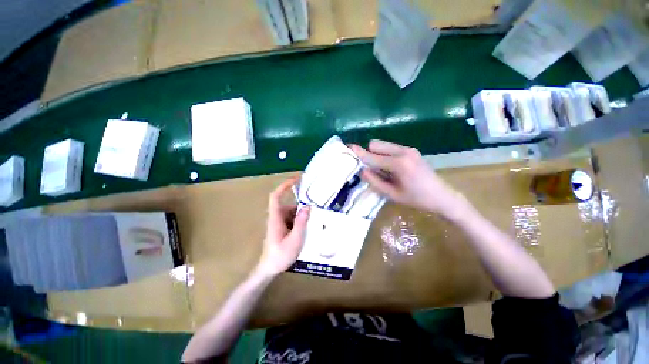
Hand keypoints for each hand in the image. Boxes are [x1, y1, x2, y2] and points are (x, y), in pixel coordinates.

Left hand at [257, 177, 310, 276]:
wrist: (269, 268)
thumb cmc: (280, 255)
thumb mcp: (294, 239)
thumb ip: (301, 223)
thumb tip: (308, 206)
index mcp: (276, 218)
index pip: (276, 196)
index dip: (284, 186)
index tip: (296, 179)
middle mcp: (277, 217)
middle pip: (288, 204)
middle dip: (301, 205)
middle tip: (315, 206)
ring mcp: (279, 223)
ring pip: (292, 212)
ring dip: (302, 214)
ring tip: (314, 219)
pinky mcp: (282, 227)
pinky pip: (292, 219)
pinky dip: (300, 220)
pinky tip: (309, 227)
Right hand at [350, 140, 465, 218]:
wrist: (442, 196)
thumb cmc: (416, 199)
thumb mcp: (392, 194)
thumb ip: (375, 181)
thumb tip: (362, 170)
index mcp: (399, 164)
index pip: (372, 156)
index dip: (359, 153)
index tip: (348, 147)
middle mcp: (403, 151)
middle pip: (376, 144)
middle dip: (369, 154)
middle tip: (370, 169)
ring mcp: (408, 149)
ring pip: (383, 145)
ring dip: (376, 154)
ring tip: (382, 170)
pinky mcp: (411, 150)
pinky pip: (390, 148)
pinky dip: (384, 155)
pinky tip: (390, 168)